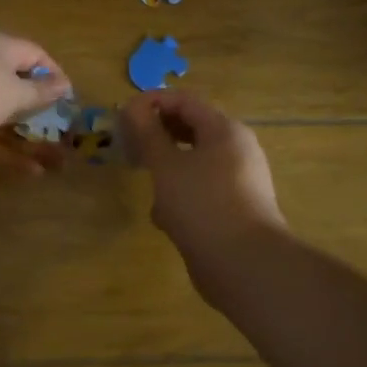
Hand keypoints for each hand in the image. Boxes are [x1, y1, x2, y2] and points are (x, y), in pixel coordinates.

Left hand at [0, 33, 71, 171]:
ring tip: (56, 163)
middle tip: (64, 135)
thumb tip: (64, 83)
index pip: (34, 54)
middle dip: (40, 112)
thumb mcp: (13, 92)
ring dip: (26, 139)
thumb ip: (38, 92)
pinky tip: (28, 172)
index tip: (69, 99)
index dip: (54, 74)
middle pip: (15, 87)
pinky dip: (3, 153)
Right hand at [119, 90, 284, 296]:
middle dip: (157, 137)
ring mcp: (237, 182)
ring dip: (166, 170)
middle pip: (191, 131)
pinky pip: (200, 192)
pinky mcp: (233, 210)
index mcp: (225, 131)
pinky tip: (164, 218)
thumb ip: (147, 133)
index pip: (184, 102)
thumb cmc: (202, 203)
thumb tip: (133, 107)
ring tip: (145, 183)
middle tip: (128, 147)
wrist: (244, 264)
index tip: (122, 115)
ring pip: (193, 164)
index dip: (151, 103)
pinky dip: (180, 197)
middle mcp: (236, 151)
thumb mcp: (166, 165)